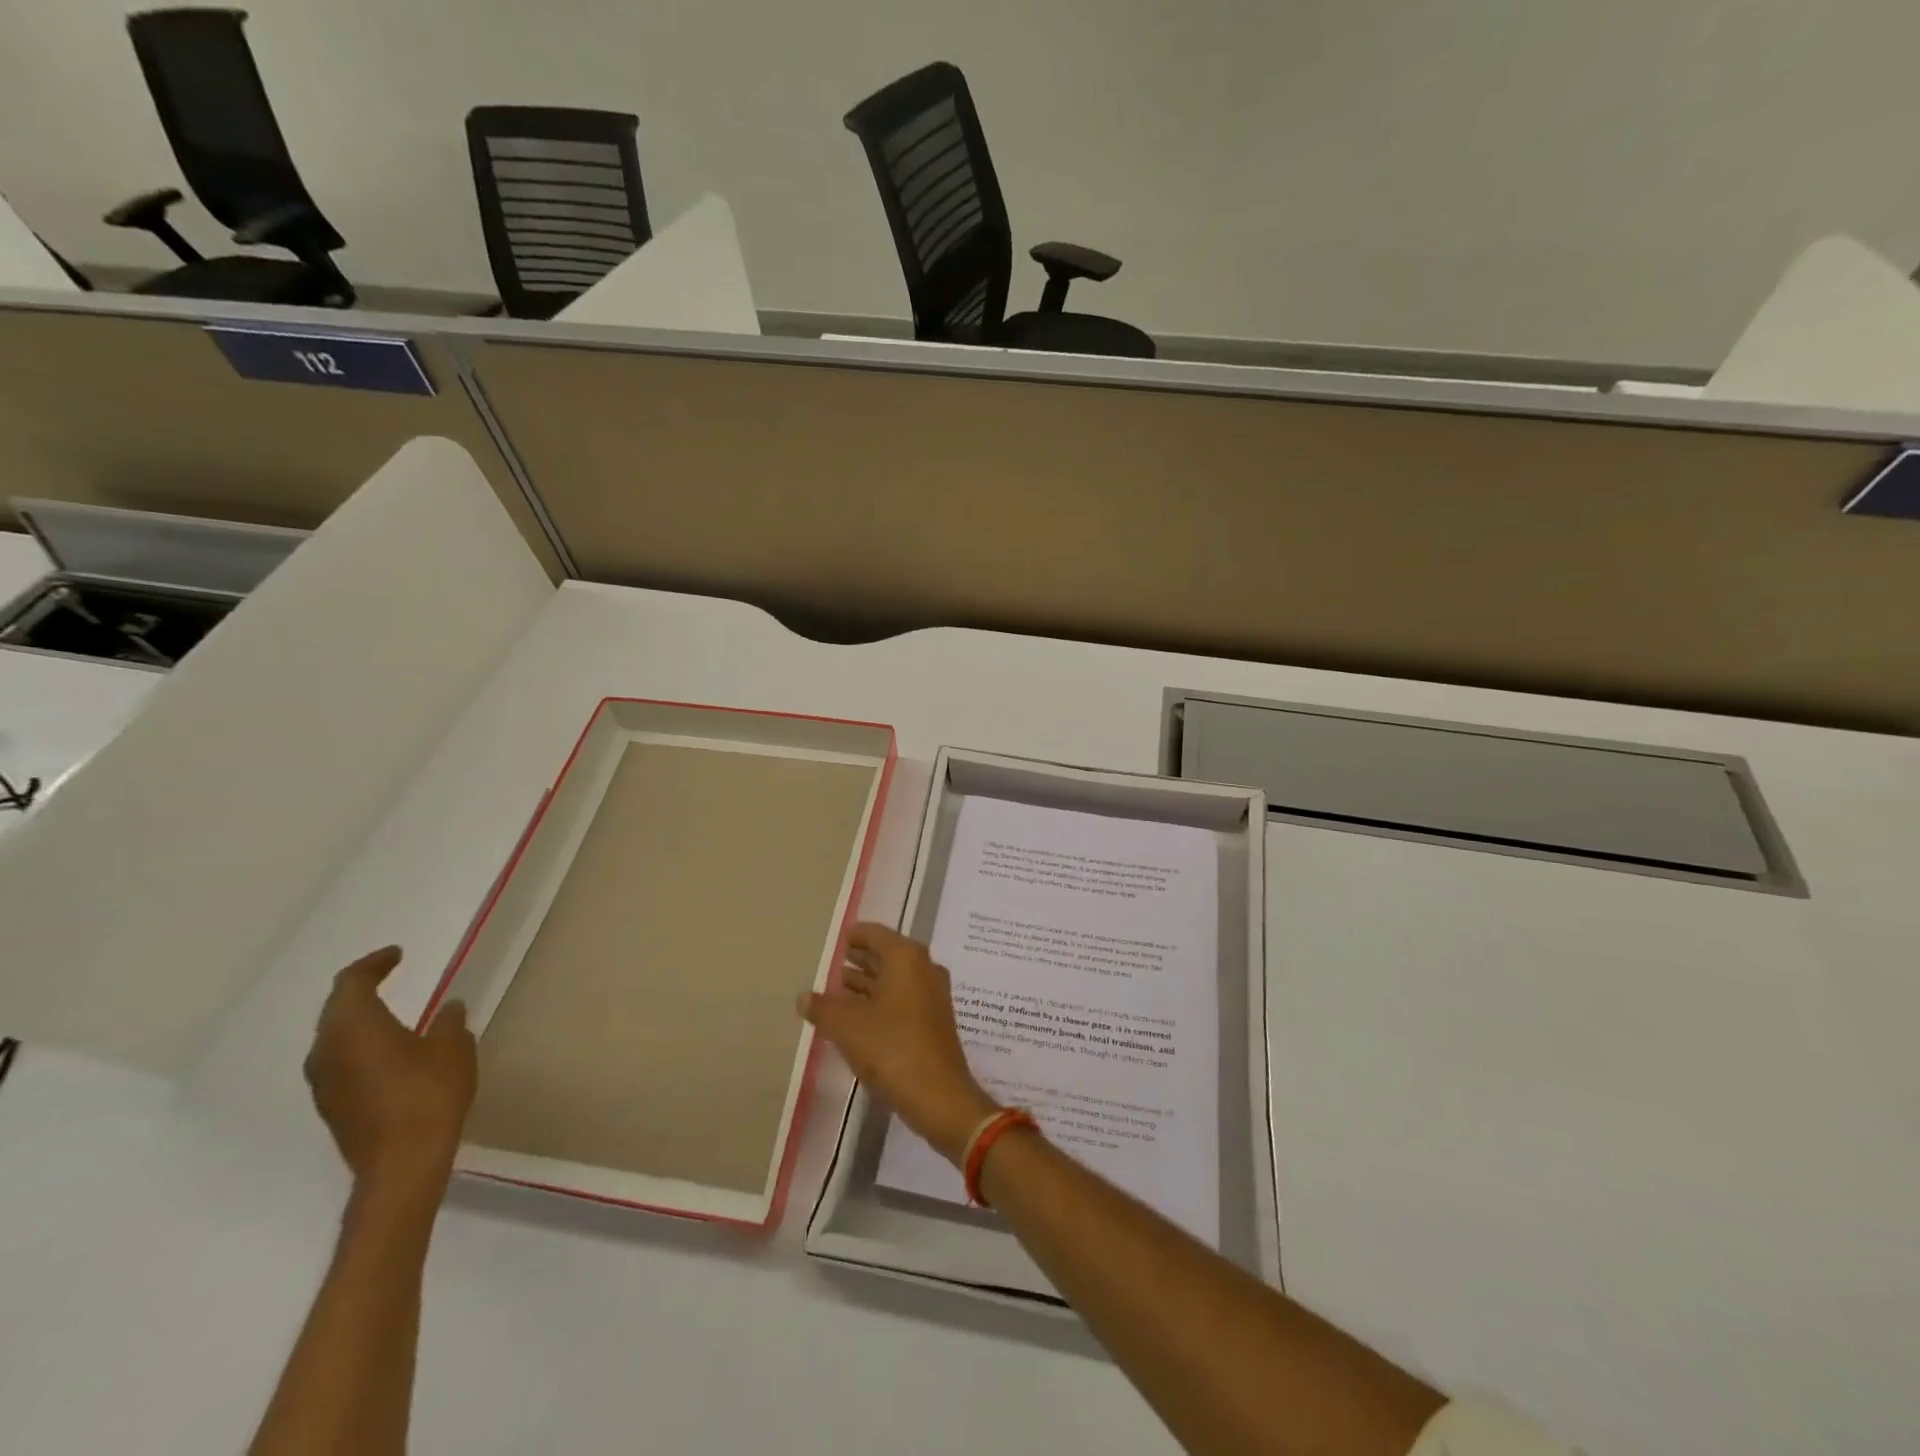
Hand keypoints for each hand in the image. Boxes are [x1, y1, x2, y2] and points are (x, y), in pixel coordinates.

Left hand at [303, 946, 476, 1194]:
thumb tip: (448, 1008)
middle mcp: (327, 1051)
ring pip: (334, 1037)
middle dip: (361, 990)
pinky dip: (359, 1046)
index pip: (352, 982)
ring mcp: (324, 1083)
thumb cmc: (429, 1093)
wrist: (402, 1164)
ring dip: (357, 1020)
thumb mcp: (454, 1047)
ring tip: (389, 1013)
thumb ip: (449, 1021)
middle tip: (388, 976)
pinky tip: (386, 1052)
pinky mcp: (332, 1107)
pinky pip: (340, 1062)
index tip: (397, 954)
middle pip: (336, 1009)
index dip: (374, 964)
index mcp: (354, 1027)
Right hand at [799, 923, 997, 1164]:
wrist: (939, 1096)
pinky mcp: (933, 1020)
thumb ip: (822, 1008)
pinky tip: (857, 1018)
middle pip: (885, 955)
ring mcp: (932, 995)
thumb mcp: (847, 1027)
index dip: (853, 936)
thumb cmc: (892, 1049)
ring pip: (894, 979)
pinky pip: (902, 999)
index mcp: (905, 958)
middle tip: (830, 966)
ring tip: (836, 991)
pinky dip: (880, 1001)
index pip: (874, 934)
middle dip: (858, 960)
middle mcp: (923, 968)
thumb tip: (804, 997)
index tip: (833, 942)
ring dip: (867, 983)